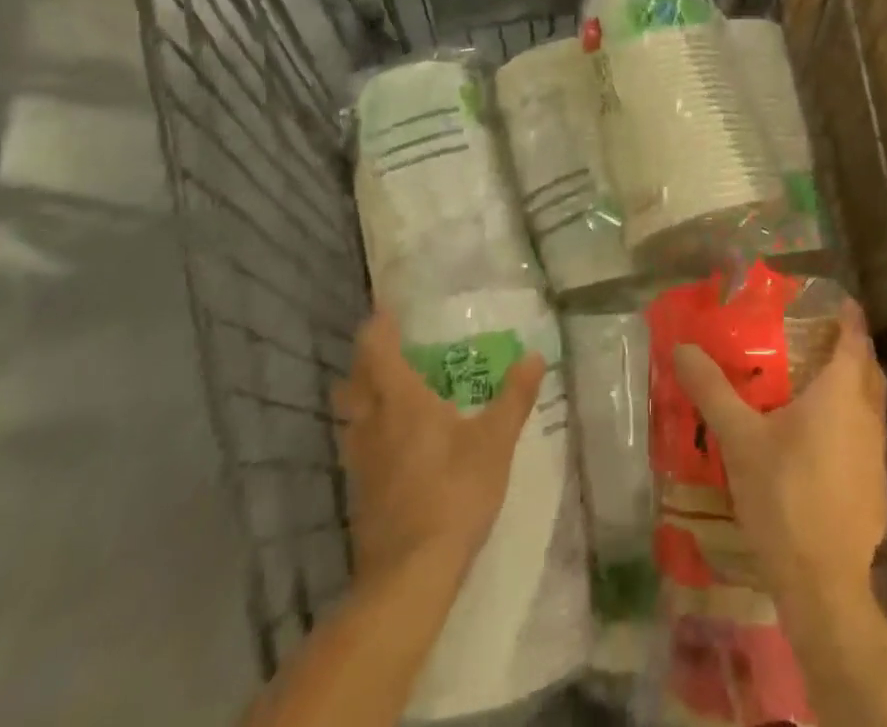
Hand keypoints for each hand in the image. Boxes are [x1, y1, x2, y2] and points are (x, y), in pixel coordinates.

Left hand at [334, 312, 545, 577]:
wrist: (409, 575)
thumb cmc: (454, 493)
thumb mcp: (495, 441)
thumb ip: (514, 396)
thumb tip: (535, 355)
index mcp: (401, 401)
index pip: (376, 350)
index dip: (378, 327)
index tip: (388, 311)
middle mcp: (372, 424)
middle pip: (353, 382)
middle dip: (365, 362)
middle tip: (391, 352)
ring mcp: (360, 462)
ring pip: (350, 417)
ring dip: (363, 398)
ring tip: (392, 394)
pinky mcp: (359, 494)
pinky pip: (357, 447)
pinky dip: (369, 432)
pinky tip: (395, 444)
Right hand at [673, 299, 886, 607]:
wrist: (823, 583)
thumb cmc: (784, 495)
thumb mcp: (740, 438)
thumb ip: (712, 389)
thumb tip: (681, 347)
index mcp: (841, 392)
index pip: (854, 337)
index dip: (847, 315)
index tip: (833, 299)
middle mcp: (868, 415)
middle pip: (868, 367)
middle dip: (850, 347)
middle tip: (818, 334)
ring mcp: (877, 453)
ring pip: (871, 403)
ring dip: (852, 385)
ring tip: (816, 381)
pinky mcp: (877, 486)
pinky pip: (867, 435)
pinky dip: (851, 420)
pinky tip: (821, 439)